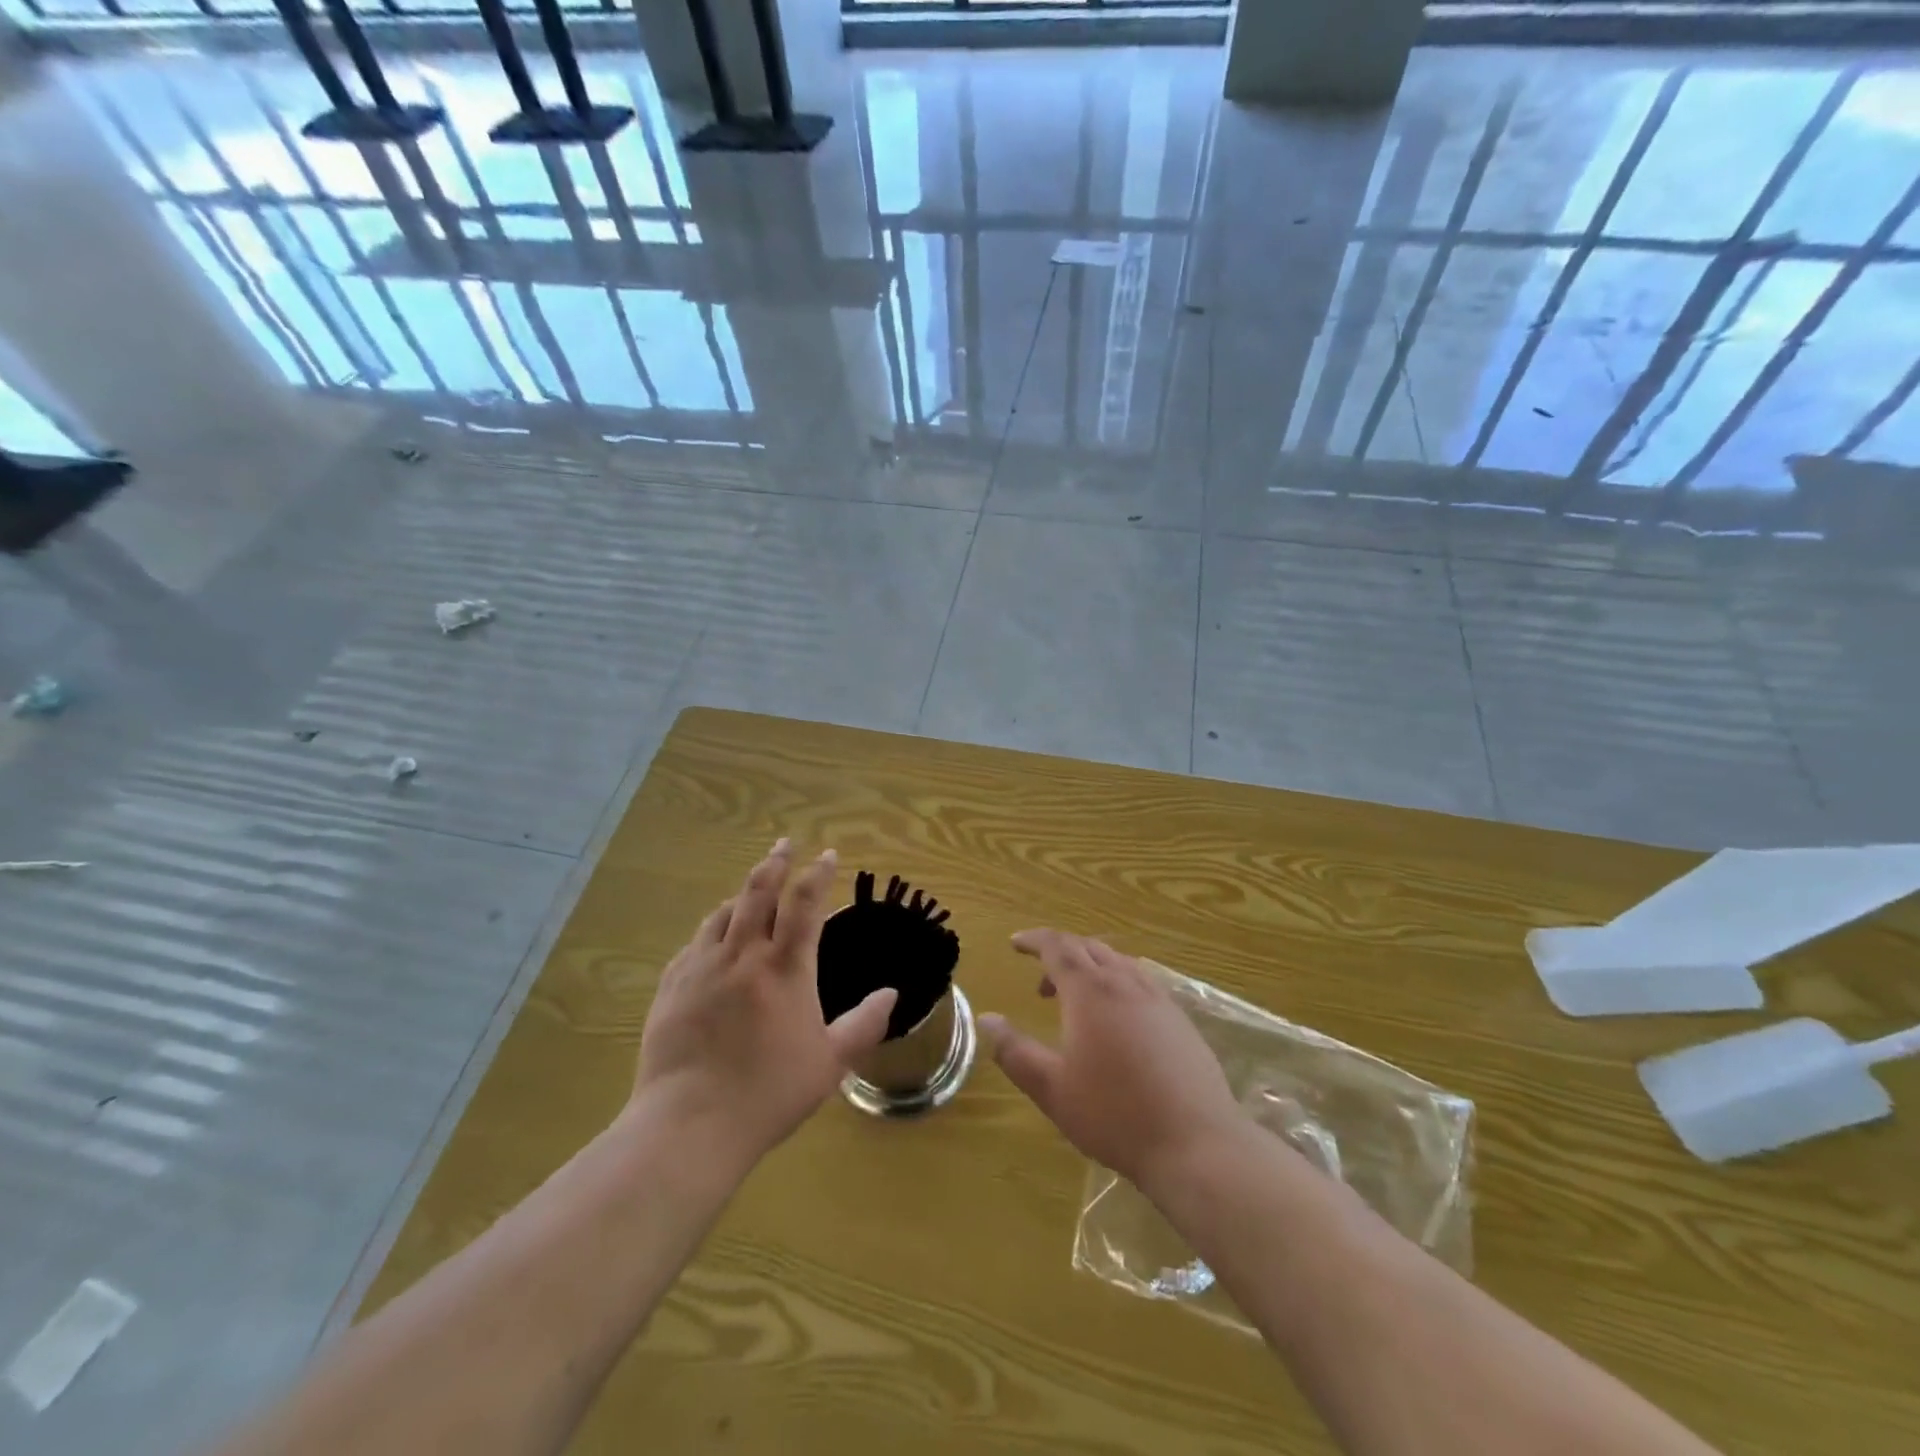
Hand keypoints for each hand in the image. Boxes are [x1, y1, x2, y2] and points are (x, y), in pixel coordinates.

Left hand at [631, 840, 897, 1168]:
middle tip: (785, 843)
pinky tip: (714, 936)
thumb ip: (864, 1024)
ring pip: (723, 913)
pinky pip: (695, 942)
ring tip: (752, 887)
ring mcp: (702, 968)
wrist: (689, 1124)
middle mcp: (743, 955)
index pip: (805, 904)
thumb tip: (892, 993)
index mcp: (785, 969)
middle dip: (775, 862)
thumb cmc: (768, 1093)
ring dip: (742, 893)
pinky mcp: (672, 986)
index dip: (818, 874)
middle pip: (759, 892)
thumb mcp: (830, 1063)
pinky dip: (712, 928)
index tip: (828, 855)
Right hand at [980, 929, 1246, 1193]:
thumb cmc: (1114, 1115)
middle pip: (1088, 948)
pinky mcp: (1180, 1020)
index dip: (1034, 940)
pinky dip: (1118, 984)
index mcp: (1090, 991)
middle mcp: (1125, 983)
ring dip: (1090, 968)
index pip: (1057, 946)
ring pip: (1118, 962)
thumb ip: (1014, 1051)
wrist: (1196, 1144)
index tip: (1015, 943)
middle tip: (1041, 982)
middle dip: (1060, 954)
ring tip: (1077, 1002)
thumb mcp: (1052, 1088)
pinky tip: (1118, 1022)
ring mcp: (1158, 999)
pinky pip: (1141, 982)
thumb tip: (986, 1019)